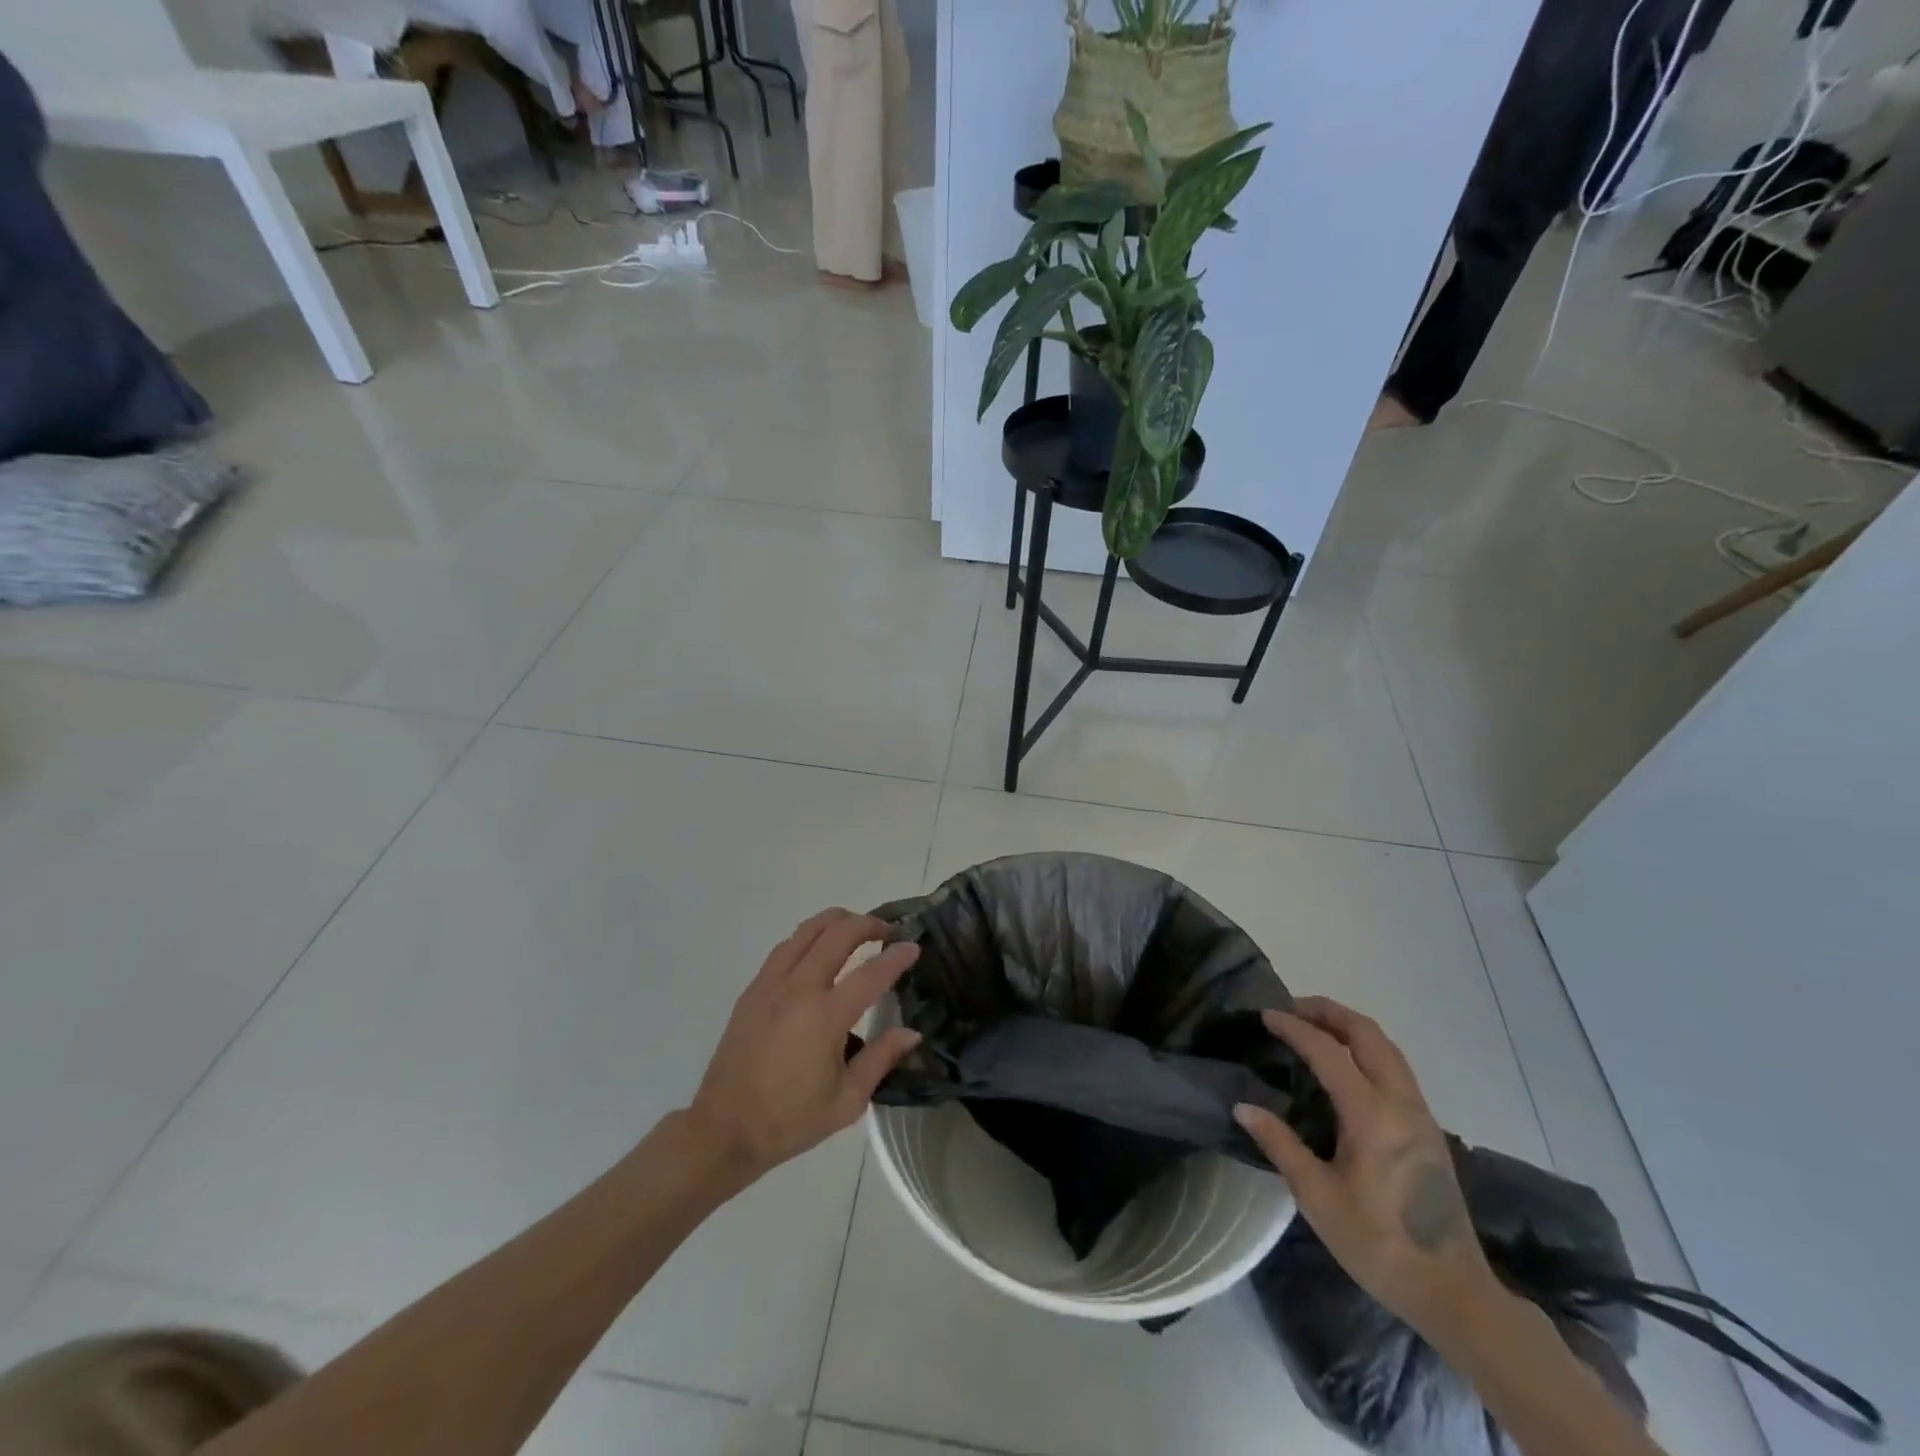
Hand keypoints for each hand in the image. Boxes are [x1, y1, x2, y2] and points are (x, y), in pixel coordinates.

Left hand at [686, 909, 921, 1181]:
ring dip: (836, 922)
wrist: (724, 1129)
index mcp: (825, 1017)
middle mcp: (799, 989)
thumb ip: (881, 1060)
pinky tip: (818, 950)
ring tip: (855, 928)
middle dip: (867, 924)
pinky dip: (809, 937)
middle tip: (887, 931)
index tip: (914, 946)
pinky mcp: (753, 990)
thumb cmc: (790, 1120)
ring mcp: (771, 984)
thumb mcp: (847, 1101)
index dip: (897, 956)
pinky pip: (785, 948)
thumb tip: (912, 1033)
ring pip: (807, 931)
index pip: (871, 973)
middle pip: (837, 934)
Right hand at [1234, 997, 1498, 1340]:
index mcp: (1372, 1115)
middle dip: (1329, 1011)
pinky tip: (1346, 1064)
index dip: (1294, 1028)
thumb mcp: (1318, 1198)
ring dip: (1350, 1026)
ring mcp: (1420, 1114)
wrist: (1454, 1293)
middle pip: (1367, 1034)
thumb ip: (1280, 1144)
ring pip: (1387, 1047)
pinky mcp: (1429, 1129)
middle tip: (1292, 1008)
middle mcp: (1401, 1103)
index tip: (1265, 1015)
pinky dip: (1366, 1047)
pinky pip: (1396, 1067)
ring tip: (1315, 1026)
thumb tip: (1242, 1107)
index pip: (1328, 1051)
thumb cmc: (1379, 1245)